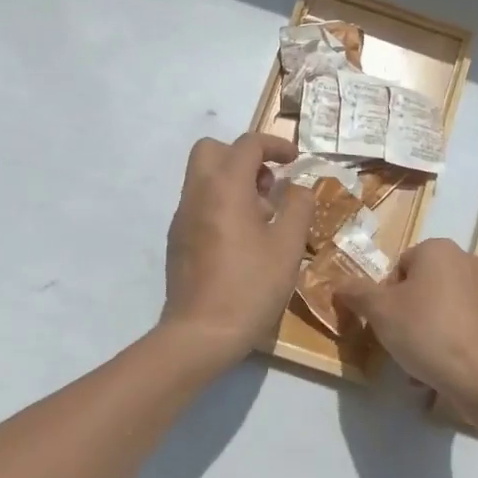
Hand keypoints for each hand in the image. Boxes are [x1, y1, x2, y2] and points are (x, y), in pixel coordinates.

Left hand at [160, 132, 313, 366]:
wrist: (201, 333)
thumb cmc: (250, 286)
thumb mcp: (288, 246)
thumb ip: (298, 207)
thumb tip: (299, 188)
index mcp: (224, 187)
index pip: (247, 144)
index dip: (275, 145)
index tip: (295, 160)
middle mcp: (197, 193)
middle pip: (212, 150)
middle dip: (243, 156)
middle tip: (268, 184)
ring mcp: (182, 216)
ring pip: (203, 176)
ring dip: (233, 181)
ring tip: (262, 216)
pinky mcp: (177, 239)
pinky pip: (199, 203)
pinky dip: (221, 203)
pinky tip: (242, 239)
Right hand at [335, 239, 477, 412]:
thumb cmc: (427, 332)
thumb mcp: (380, 312)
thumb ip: (356, 292)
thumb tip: (338, 283)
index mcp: (438, 249)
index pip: (399, 268)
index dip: (386, 297)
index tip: (386, 323)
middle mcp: (467, 260)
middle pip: (423, 287)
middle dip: (409, 315)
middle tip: (401, 344)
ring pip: (444, 308)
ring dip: (429, 331)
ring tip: (422, 364)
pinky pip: (466, 325)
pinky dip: (453, 341)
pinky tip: (446, 367)